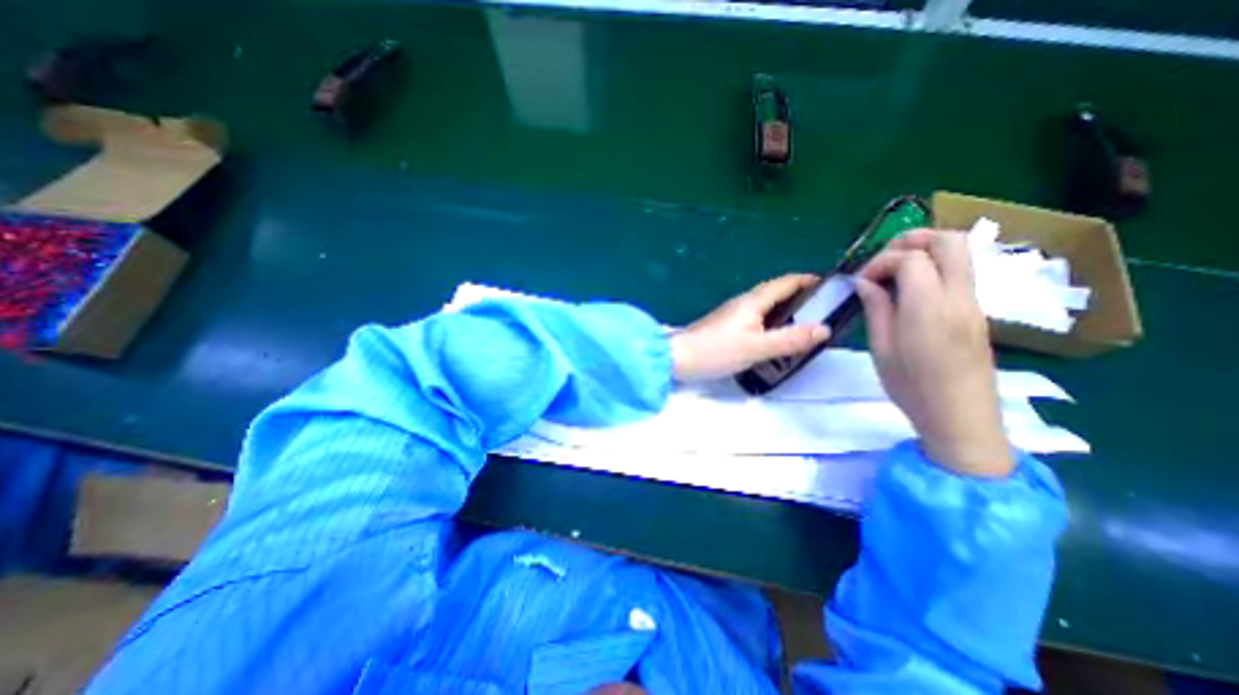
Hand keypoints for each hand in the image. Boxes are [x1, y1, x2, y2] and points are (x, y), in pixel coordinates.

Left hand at [674, 274, 826, 383]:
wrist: (678, 357)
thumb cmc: (716, 350)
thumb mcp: (757, 348)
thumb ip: (790, 340)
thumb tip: (824, 329)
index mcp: (752, 301)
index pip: (786, 282)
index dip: (809, 280)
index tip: (831, 287)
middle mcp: (743, 302)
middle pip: (775, 292)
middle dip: (799, 296)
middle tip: (822, 311)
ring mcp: (732, 313)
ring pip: (765, 306)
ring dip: (785, 310)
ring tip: (803, 326)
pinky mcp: (725, 325)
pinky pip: (755, 318)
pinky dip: (770, 322)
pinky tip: (774, 337)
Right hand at [859, 229, 1009, 477]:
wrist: (961, 417)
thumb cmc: (912, 387)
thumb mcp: (881, 349)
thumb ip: (876, 308)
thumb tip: (865, 282)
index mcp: (930, 308)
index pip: (912, 259)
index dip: (881, 261)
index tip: (862, 280)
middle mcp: (959, 297)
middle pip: (950, 240)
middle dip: (913, 239)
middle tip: (883, 259)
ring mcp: (974, 303)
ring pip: (960, 253)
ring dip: (925, 251)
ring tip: (893, 272)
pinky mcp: (977, 312)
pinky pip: (959, 273)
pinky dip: (933, 268)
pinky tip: (909, 290)